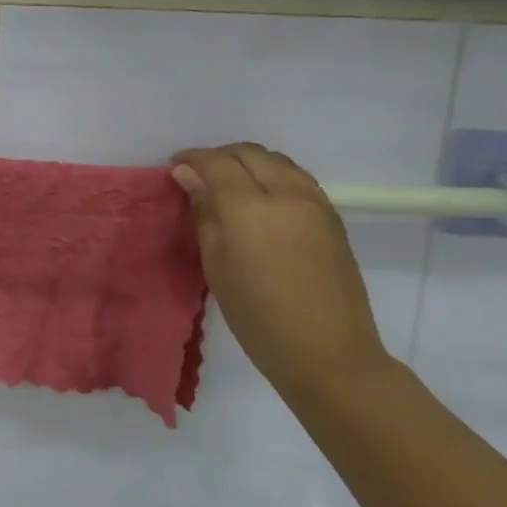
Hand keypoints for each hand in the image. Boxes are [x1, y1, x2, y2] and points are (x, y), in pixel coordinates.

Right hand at [171, 143, 389, 395]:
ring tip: (229, 184)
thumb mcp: (216, 266)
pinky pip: (297, 177)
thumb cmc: (258, 317)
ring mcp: (314, 202)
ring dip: (248, 162)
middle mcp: (286, 193)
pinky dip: (273, 174)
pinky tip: (261, 198)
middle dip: (219, 156)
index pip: (216, 163)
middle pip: (249, 153)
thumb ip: (204, 213)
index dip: (192, 159)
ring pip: (276, 160)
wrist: (328, 353)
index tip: (175, 167)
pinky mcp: (332, 216)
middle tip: (198, 175)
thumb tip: (187, 176)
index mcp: (249, 207)